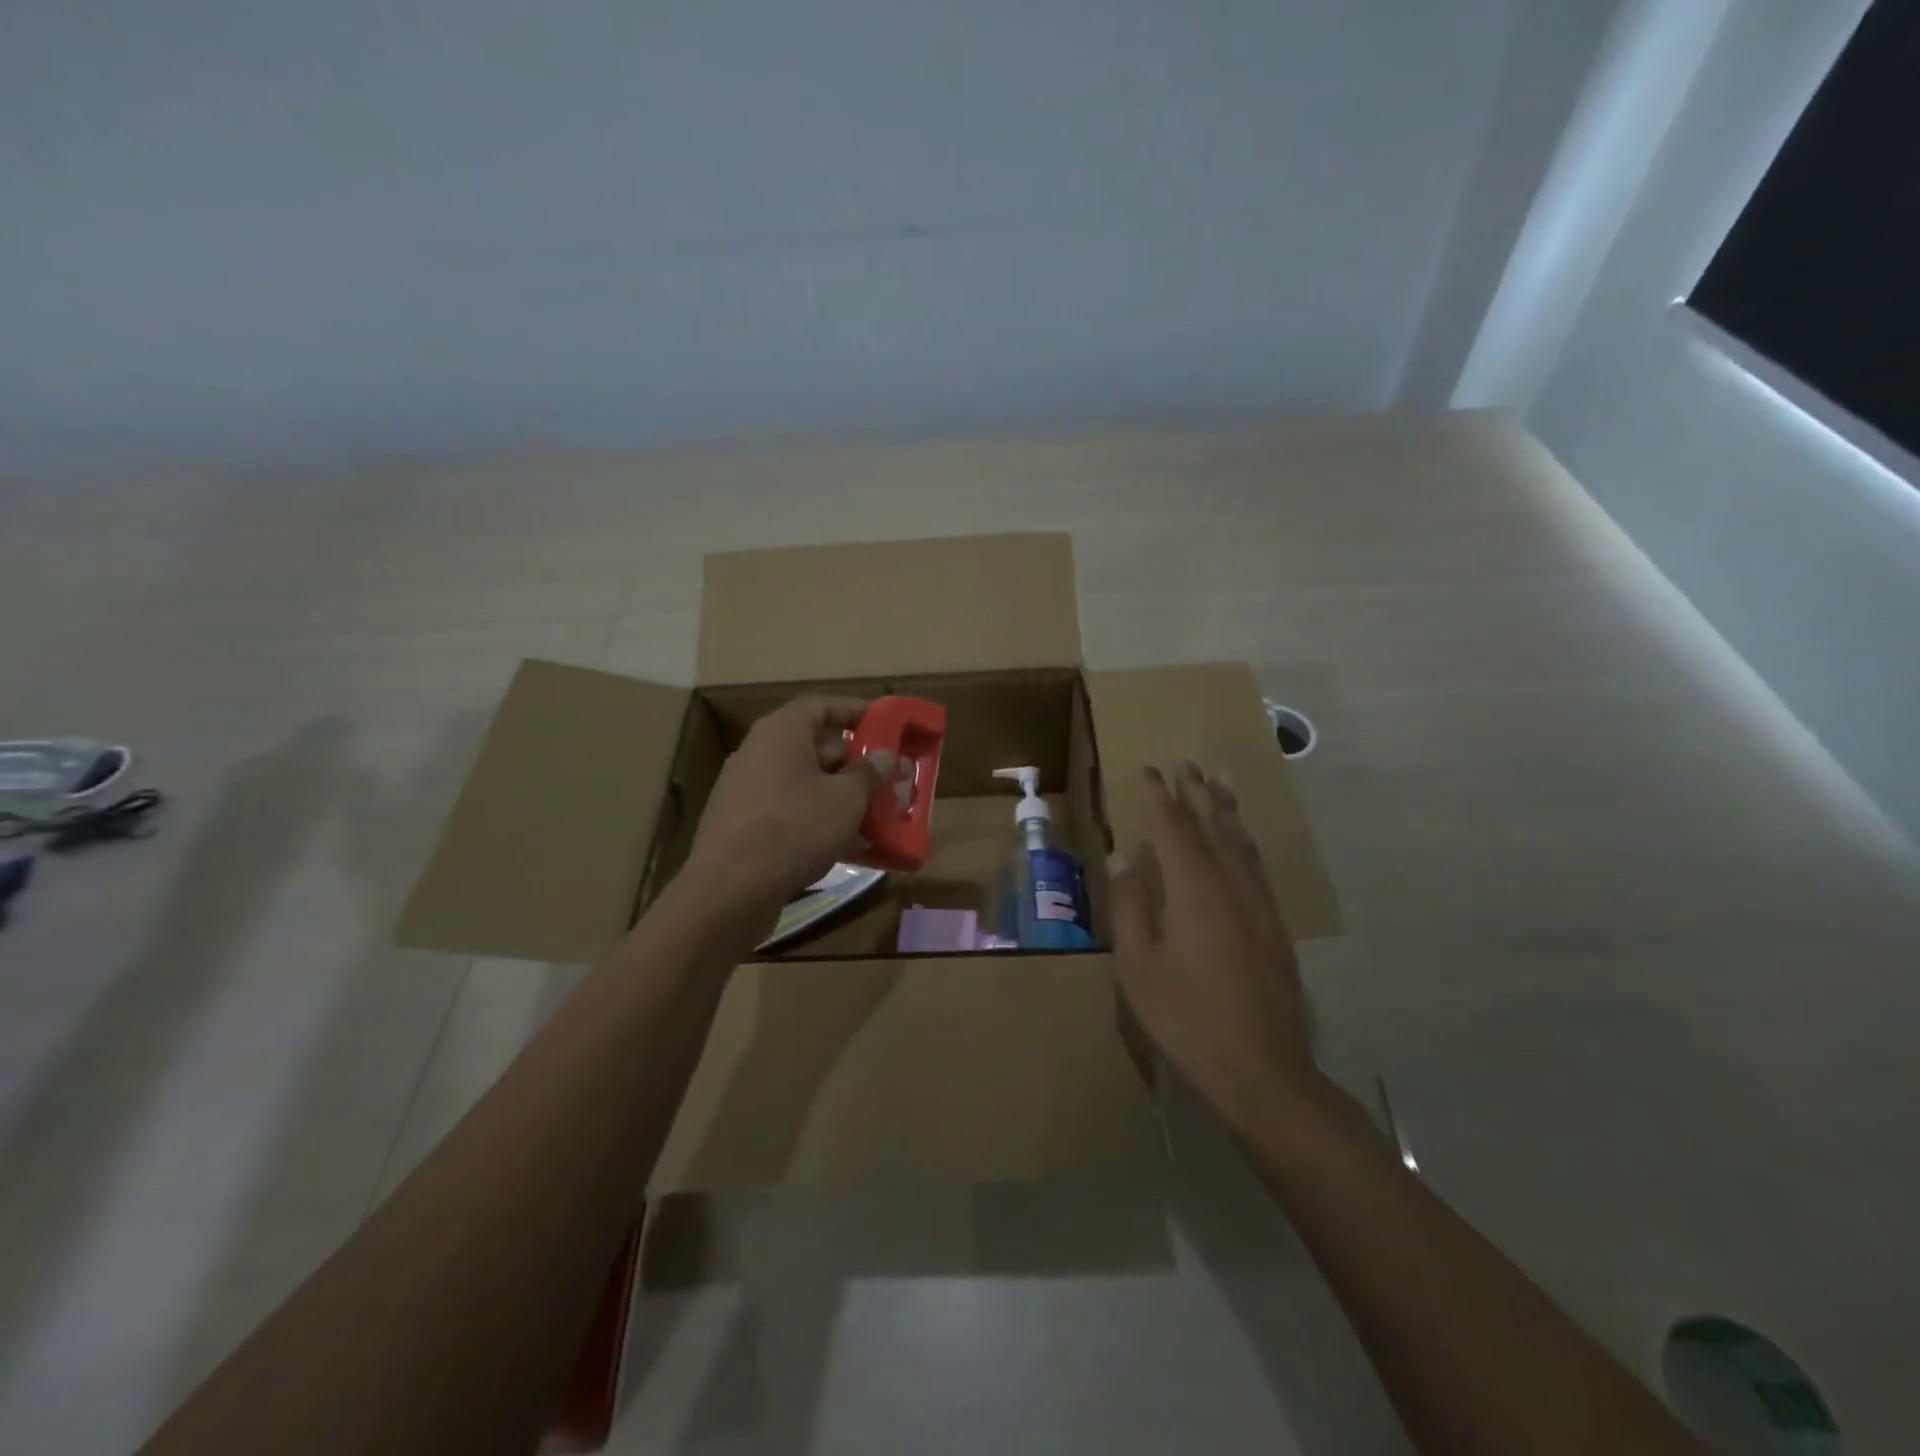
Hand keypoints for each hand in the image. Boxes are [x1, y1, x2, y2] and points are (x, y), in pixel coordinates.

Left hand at [684, 696, 881, 911]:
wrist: (730, 891)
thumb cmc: (794, 829)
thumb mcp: (845, 799)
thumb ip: (868, 774)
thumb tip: (883, 757)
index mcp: (780, 733)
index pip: (820, 705)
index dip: (854, 710)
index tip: (884, 724)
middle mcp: (759, 754)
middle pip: (815, 746)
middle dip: (856, 763)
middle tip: (890, 778)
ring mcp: (748, 791)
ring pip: (805, 784)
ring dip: (842, 795)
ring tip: (879, 813)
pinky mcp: (744, 826)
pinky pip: (791, 812)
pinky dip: (820, 820)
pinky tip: (850, 845)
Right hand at [1109, 763, 1319, 1134]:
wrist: (1262, 1068)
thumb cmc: (1186, 1016)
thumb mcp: (1138, 965)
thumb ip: (1130, 906)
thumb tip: (1123, 858)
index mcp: (1193, 888)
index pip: (1173, 827)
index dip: (1159, 797)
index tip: (1149, 771)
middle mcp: (1230, 883)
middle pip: (1213, 825)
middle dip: (1198, 793)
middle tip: (1188, 765)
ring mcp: (1258, 903)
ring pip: (1241, 841)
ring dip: (1226, 809)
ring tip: (1219, 783)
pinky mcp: (1274, 924)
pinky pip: (1256, 864)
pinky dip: (1244, 840)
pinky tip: (1241, 840)